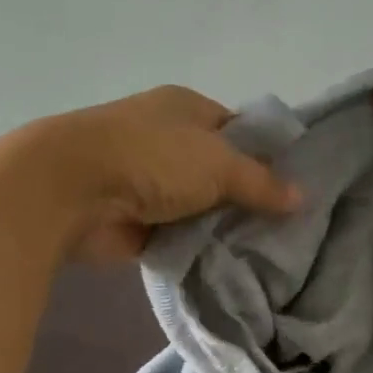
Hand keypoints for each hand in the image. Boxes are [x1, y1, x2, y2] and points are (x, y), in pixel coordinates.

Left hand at [16, 85, 300, 262]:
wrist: (70, 190)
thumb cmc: (151, 157)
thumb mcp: (218, 162)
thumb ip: (261, 182)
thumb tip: (301, 197)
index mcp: (186, 108)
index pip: (238, 128)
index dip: (266, 154)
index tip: (295, 185)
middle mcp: (168, 140)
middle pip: (220, 169)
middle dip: (248, 196)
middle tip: (290, 225)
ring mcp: (150, 181)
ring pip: (201, 205)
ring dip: (224, 225)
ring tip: (271, 251)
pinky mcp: (137, 220)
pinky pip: (180, 235)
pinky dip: (199, 247)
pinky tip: (234, 264)